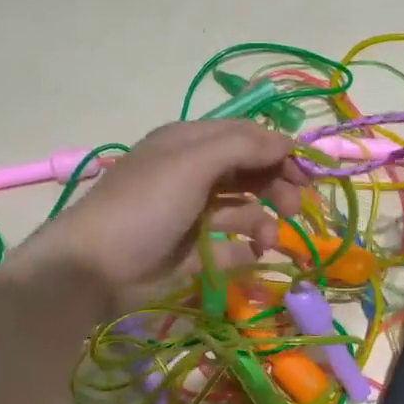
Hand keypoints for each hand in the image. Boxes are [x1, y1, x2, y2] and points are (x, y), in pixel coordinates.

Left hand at [21, 121, 303, 309]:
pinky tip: (253, 255)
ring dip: (263, 221)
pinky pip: (230, 245)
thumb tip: (286, 142)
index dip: (278, 151)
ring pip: (243, 209)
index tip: (308, 173)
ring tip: (268, 240)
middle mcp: (193, 174)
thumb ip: (241, 147)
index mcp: (189, 144)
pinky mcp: (193, 251)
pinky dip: (245, 249)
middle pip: (248, 172)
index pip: (245, 136)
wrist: (95, 267)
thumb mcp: (191, 164)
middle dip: (276, 186)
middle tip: (295, 209)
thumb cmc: (144, 206)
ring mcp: (192, 214)